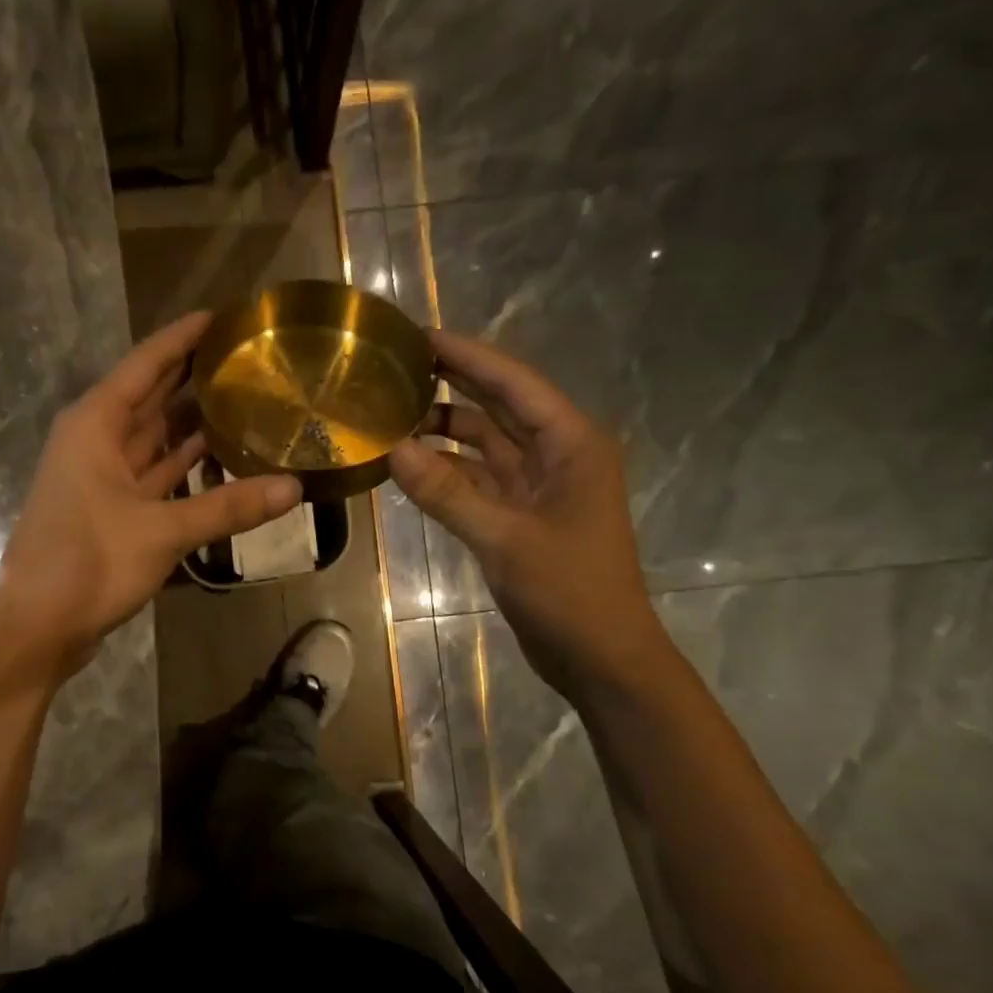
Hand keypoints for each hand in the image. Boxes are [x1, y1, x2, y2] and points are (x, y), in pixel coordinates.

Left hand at [0, 312, 301, 673]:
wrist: (37, 626)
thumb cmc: (87, 563)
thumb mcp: (161, 531)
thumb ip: (228, 507)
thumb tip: (294, 489)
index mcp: (96, 424)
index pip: (146, 363)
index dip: (183, 337)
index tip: (223, 316)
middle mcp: (96, 440)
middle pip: (151, 396)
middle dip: (193, 377)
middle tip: (247, 359)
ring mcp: (102, 477)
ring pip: (154, 437)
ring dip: (192, 423)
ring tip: (245, 402)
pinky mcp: (112, 510)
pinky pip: (155, 474)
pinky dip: (184, 467)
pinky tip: (222, 460)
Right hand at [389, 330, 667, 698]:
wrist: (601, 657)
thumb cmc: (568, 592)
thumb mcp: (503, 539)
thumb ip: (446, 493)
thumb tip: (392, 449)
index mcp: (571, 445)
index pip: (514, 383)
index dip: (468, 356)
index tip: (420, 335)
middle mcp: (557, 454)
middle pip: (500, 404)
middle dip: (455, 382)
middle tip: (399, 363)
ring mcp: (538, 486)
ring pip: (486, 442)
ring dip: (446, 428)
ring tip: (392, 412)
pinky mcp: (522, 514)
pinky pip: (478, 478)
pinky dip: (447, 469)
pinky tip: (410, 464)